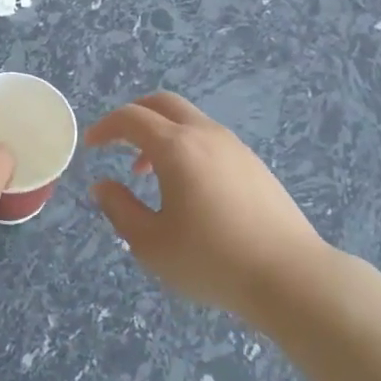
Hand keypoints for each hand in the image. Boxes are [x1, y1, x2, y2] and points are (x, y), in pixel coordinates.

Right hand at [86, 91, 338, 324]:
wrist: (289, 276)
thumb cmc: (211, 260)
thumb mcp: (151, 243)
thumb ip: (119, 209)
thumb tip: (102, 185)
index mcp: (176, 147)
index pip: (131, 118)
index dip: (105, 127)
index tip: (91, 145)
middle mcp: (206, 135)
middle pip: (163, 103)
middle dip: (134, 116)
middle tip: (116, 143)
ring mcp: (235, 147)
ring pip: (189, 121)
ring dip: (161, 134)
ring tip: (148, 175)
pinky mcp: (254, 164)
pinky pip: (210, 139)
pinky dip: (186, 147)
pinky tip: (187, 188)